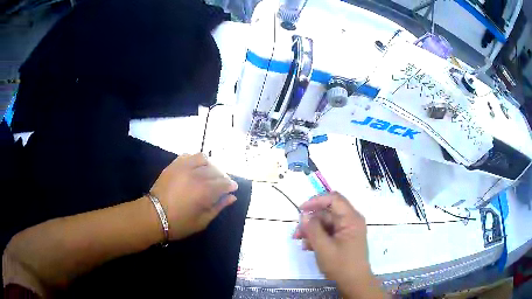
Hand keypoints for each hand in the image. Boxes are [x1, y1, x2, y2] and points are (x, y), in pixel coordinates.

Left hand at [150, 153, 237, 240]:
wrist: (153, 216)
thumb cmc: (179, 223)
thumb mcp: (202, 221)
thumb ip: (218, 207)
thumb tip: (232, 197)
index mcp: (204, 191)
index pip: (223, 183)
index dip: (230, 185)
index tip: (233, 188)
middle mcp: (196, 175)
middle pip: (215, 170)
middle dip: (222, 176)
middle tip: (222, 184)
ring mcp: (183, 167)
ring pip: (203, 158)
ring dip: (210, 165)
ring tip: (209, 173)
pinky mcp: (173, 165)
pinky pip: (188, 156)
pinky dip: (195, 159)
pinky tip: (195, 167)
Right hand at [293, 192, 384, 297]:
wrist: (354, 282)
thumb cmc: (341, 265)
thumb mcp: (323, 247)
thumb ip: (313, 229)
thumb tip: (304, 215)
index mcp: (351, 219)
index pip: (334, 199)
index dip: (316, 201)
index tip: (301, 210)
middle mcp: (351, 220)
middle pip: (328, 212)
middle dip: (311, 221)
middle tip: (297, 233)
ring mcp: (348, 230)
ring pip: (327, 223)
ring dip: (312, 230)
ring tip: (301, 243)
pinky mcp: (344, 238)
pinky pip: (329, 232)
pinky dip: (318, 237)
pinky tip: (309, 247)